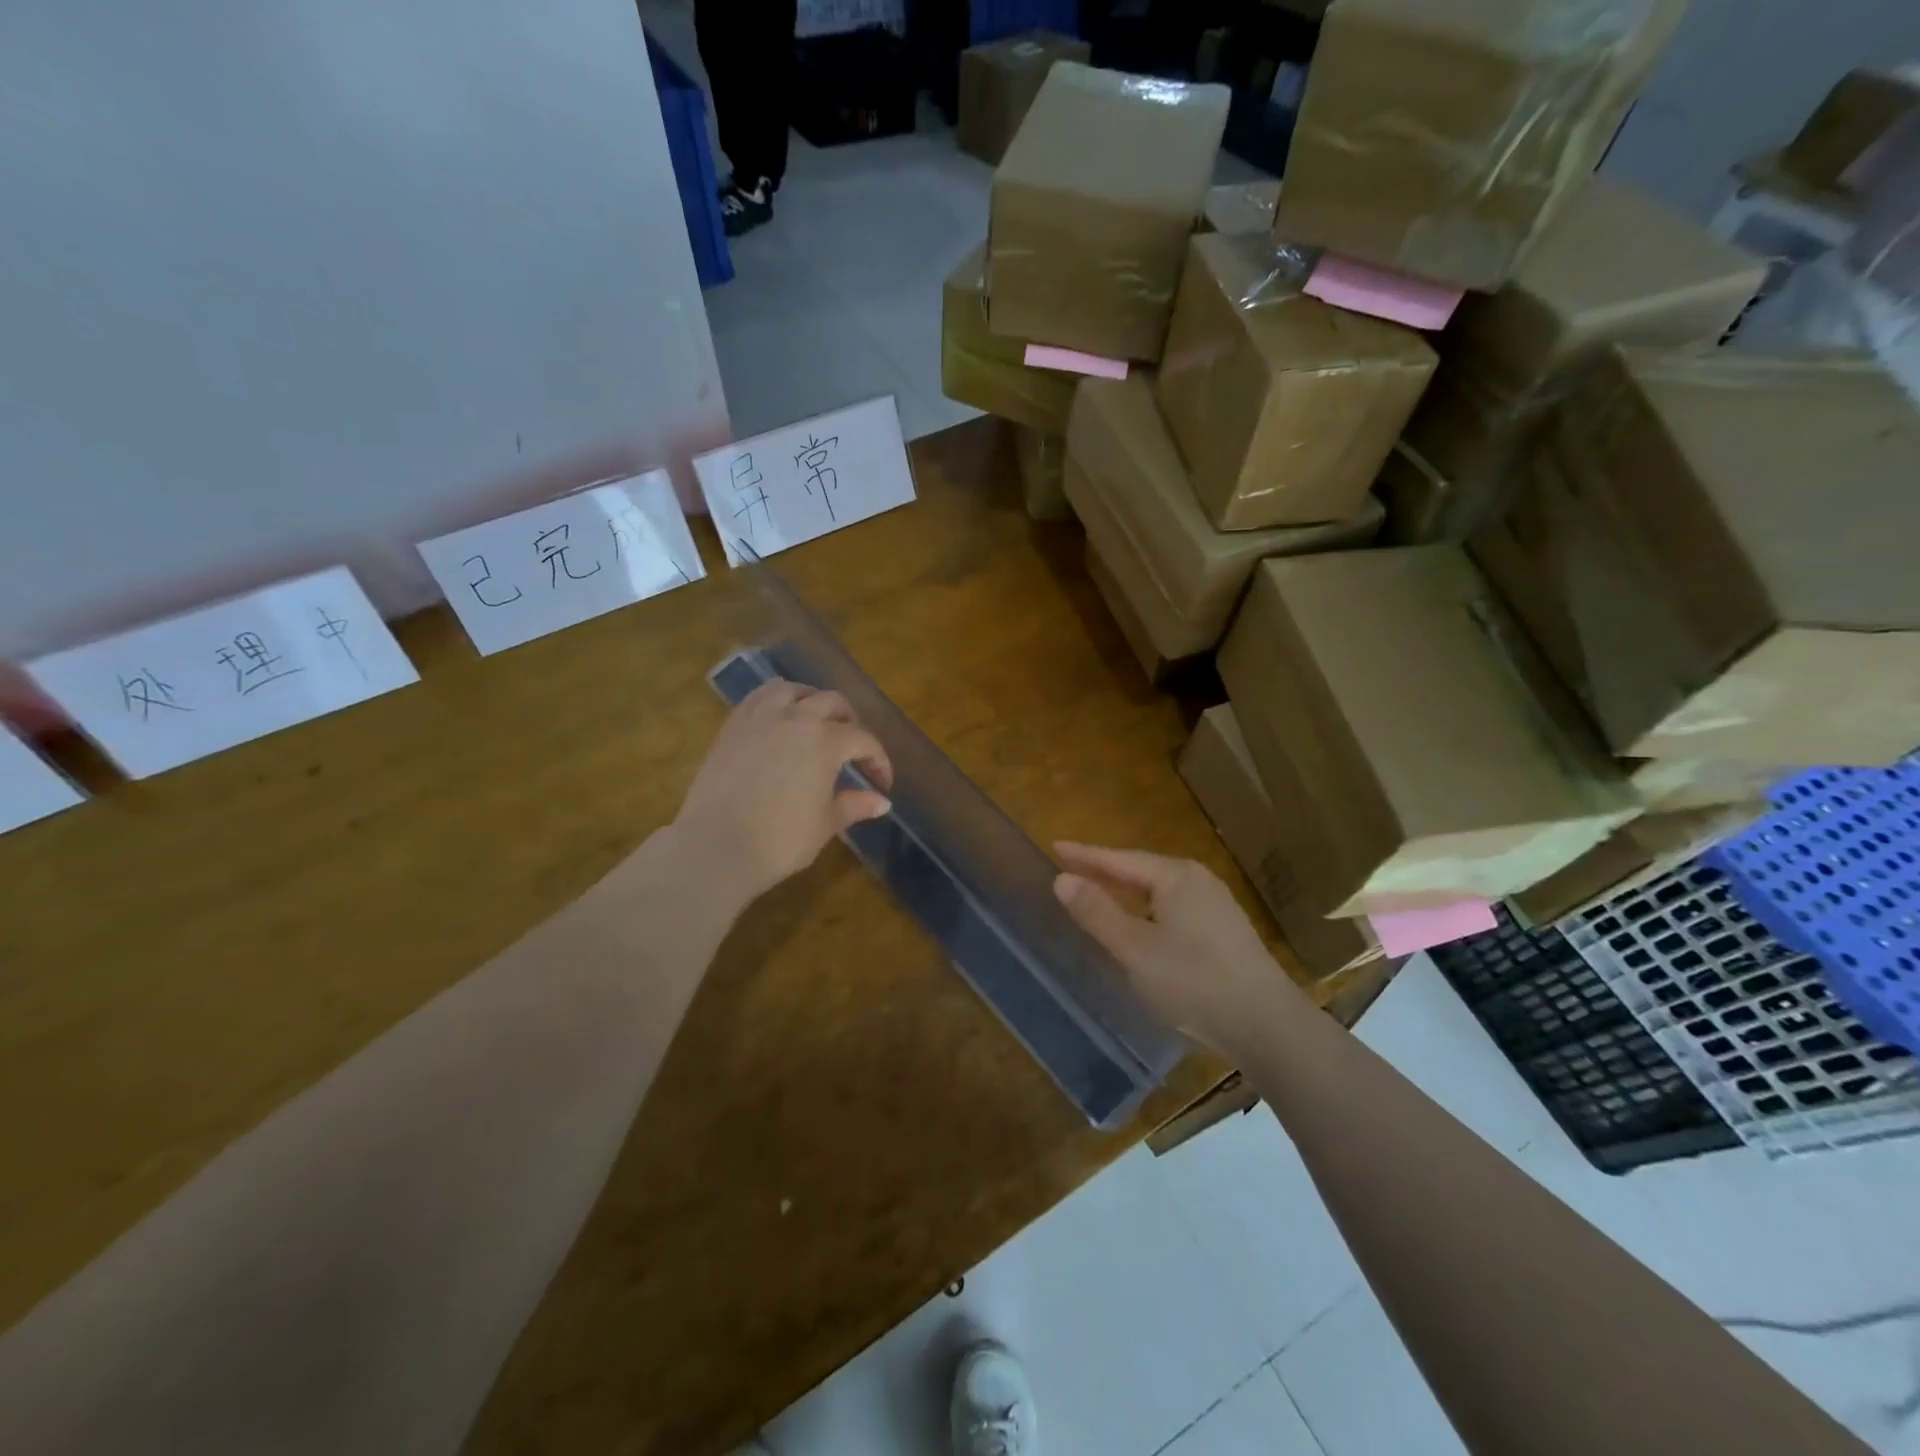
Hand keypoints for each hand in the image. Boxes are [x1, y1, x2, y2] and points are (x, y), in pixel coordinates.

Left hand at [674, 681, 893, 909]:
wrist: (717, 846)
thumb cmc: (781, 840)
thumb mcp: (826, 824)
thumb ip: (855, 805)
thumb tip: (882, 801)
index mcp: (826, 741)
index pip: (863, 740)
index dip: (878, 760)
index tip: (881, 783)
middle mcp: (797, 718)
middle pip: (832, 703)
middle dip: (850, 722)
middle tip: (854, 747)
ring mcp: (760, 717)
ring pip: (793, 690)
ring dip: (812, 700)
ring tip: (816, 720)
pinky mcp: (732, 725)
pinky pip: (759, 698)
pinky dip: (776, 700)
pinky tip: (778, 718)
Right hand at [1053, 842, 1307, 1051]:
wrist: (1267, 1025)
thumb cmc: (1194, 981)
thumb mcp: (1135, 949)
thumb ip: (1097, 912)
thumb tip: (1062, 879)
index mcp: (1176, 877)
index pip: (1119, 859)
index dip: (1085, 855)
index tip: (1054, 846)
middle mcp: (1198, 881)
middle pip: (1141, 870)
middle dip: (1105, 870)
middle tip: (1070, 868)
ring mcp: (1216, 906)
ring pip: (1158, 891)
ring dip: (1126, 891)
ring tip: (1097, 893)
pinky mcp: (1224, 932)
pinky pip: (1172, 908)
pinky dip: (1146, 909)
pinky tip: (1139, 926)